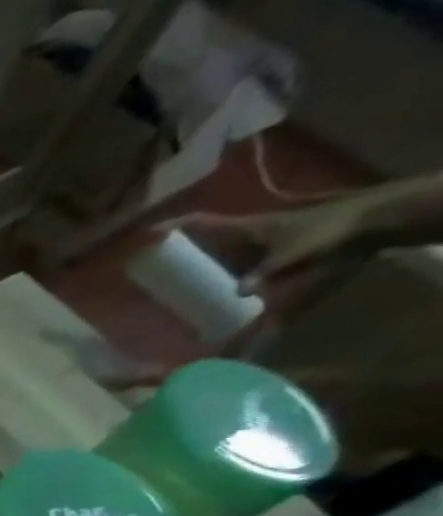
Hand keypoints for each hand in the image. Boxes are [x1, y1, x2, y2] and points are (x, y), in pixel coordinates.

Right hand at [162, 196, 375, 290]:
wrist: (368, 223)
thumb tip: (238, 292)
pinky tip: (206, 286)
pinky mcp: (266, 252)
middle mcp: (245, 233)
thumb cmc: (328, 232)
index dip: (174, 226)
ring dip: (194, 260)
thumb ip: (264, 273)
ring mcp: (256, 242)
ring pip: (216, 250)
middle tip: (148, 263)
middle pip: (204, 237)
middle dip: (177, 247)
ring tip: (169, 279)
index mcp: (245, 227)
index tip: (146, 234)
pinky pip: (230, 262)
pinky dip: (214, 271)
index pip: (203, 223)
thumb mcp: (293, 254)